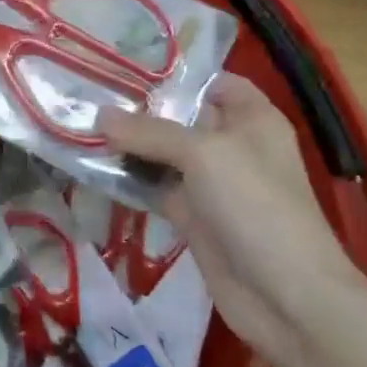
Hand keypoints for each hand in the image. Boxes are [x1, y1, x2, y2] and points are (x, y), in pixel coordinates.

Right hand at [99, 74, 362, 361]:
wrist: (286, 298)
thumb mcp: (203, 154)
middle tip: (88, 94)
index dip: (176, 75)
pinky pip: (156, 188)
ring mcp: (212, 185)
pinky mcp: (194, 218)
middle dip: (139, 108)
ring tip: (80, 125)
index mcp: (251, 120)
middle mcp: (232, 146)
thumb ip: (149, 131)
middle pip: (181, 118)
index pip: (214, 82)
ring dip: (128, 145)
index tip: (126, 68)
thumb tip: (99, 115)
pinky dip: (129, 180)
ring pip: (163, 155)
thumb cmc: (255, 206)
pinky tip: (92, 168)